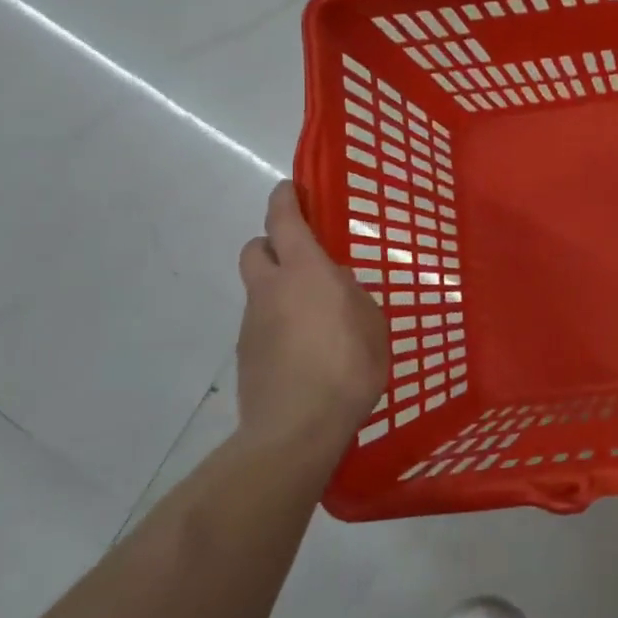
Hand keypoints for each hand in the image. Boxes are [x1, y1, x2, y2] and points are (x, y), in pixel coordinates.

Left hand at [236, 183, 388, 437]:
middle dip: (273, 243)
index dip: (284, 199)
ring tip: (315, 316)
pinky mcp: (246, 354)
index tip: (289, 189)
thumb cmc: (347, 366)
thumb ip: (352, 296)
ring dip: (279, 288)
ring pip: (259, 289)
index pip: (283, 219)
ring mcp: (253, 322)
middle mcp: (270, 288)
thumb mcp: (371, 323)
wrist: (296, 429)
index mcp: (305, 271)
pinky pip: (262, 323)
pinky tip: (305, 349)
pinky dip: (278, 323)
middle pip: (256, 248)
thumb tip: (337, 286)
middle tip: (302, 257)